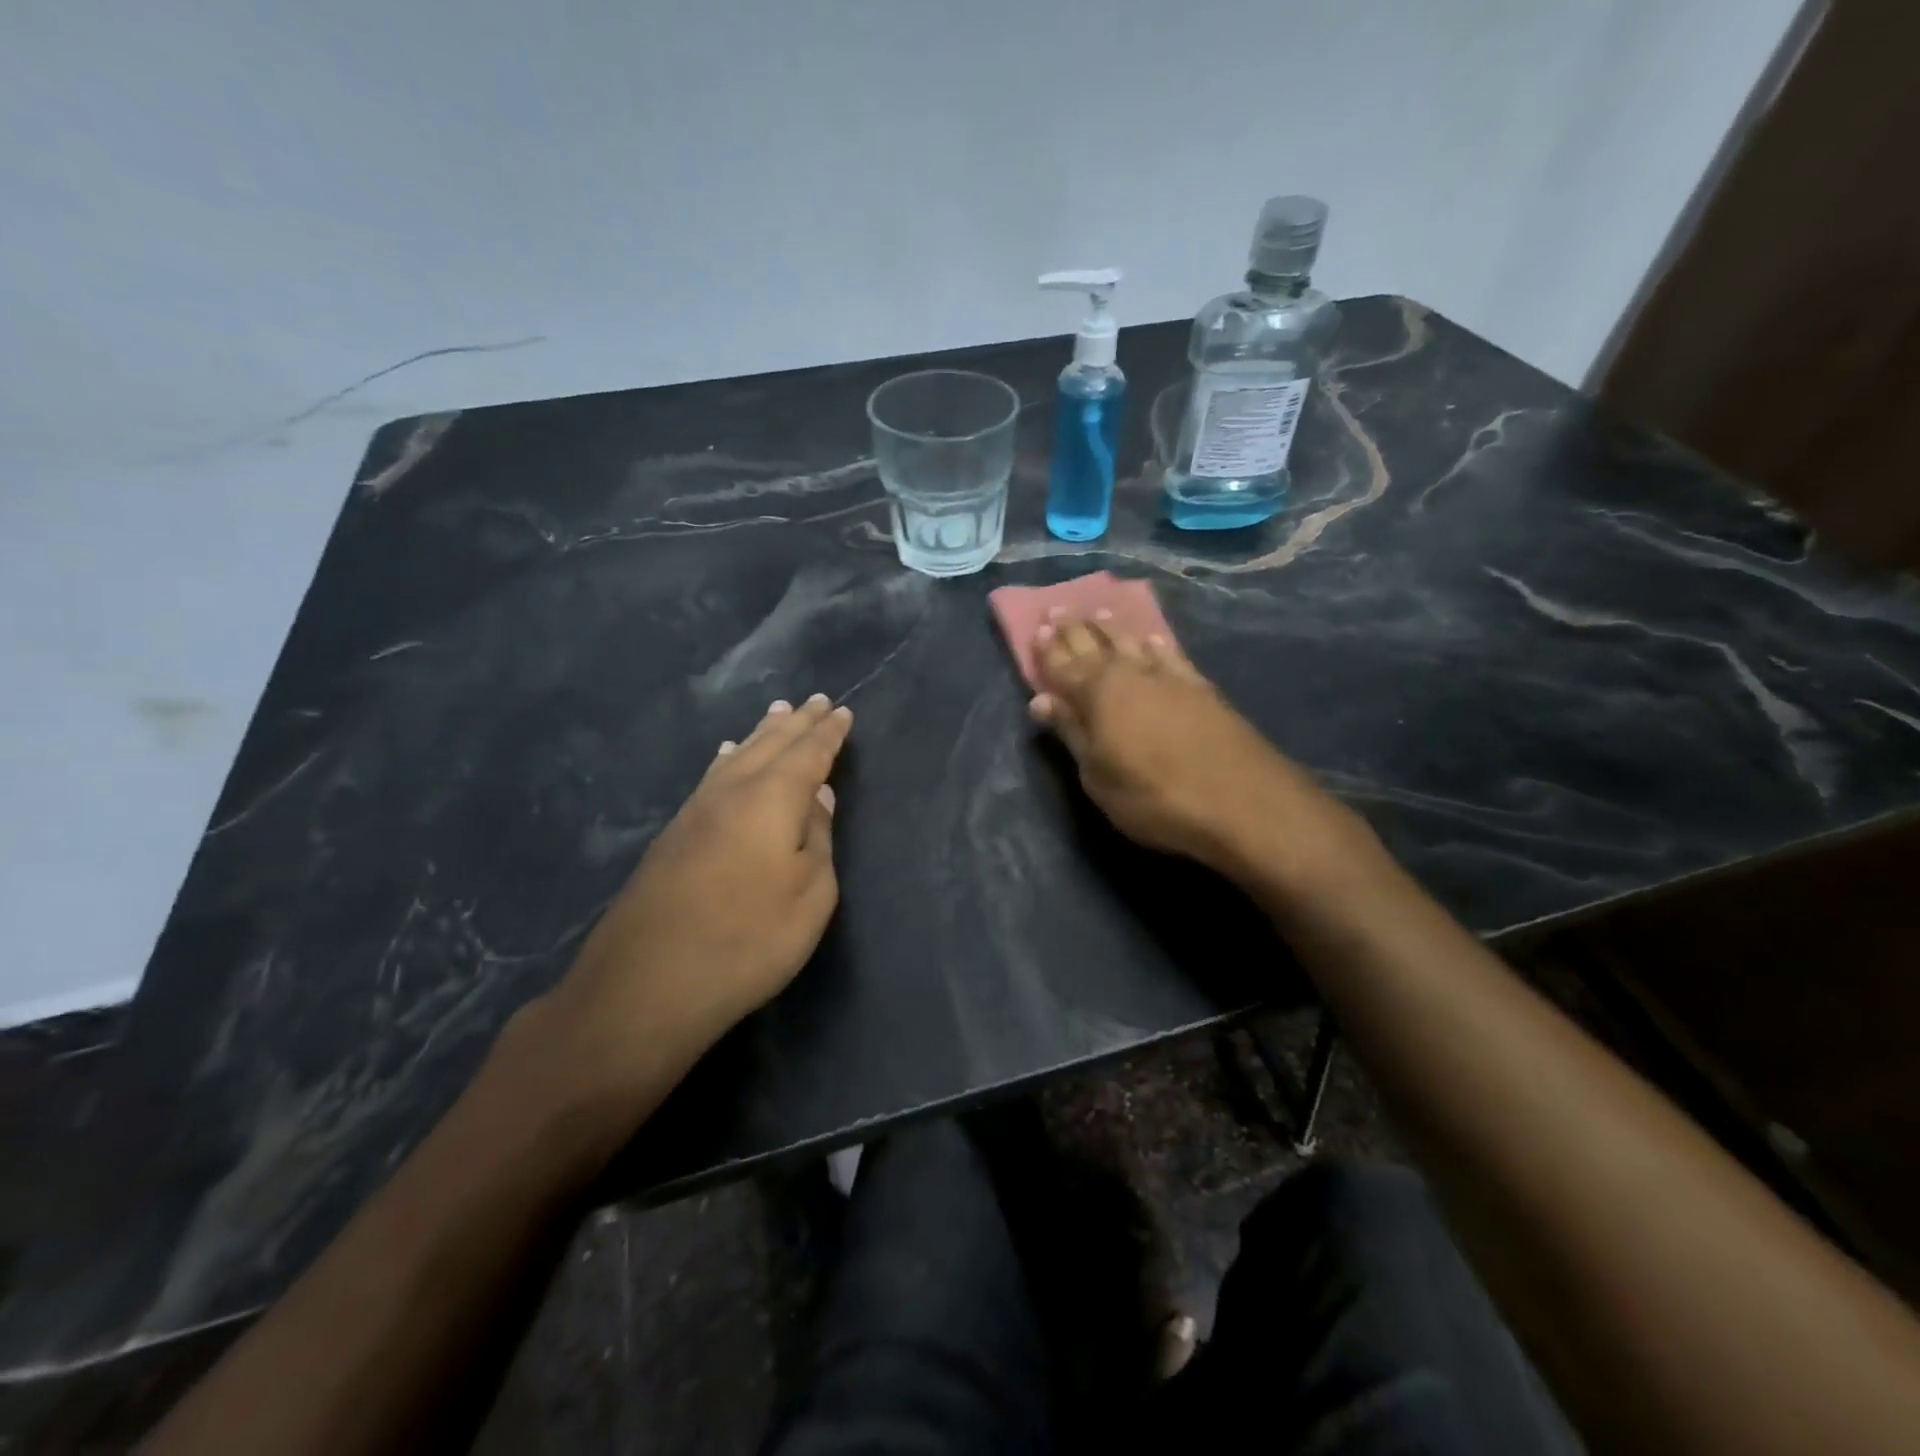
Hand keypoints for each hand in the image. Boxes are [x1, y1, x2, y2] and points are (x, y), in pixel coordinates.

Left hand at [525, 694, 852, 1118]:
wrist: (646, 985)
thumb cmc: (747, 941)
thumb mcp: (810, 897)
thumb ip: (818, 839)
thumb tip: (817, 796)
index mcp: (771, 799)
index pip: (808, 754)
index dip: (828, 733)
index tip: (842, 711)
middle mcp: (731, 792)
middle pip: (770, 745)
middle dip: (796, 723)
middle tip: (815, 700)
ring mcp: (696, 811)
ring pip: (737, 757)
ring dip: (761, 734)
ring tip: (777, 713)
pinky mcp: (673, 835)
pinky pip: (712, 777)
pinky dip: (727, 759)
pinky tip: (724, 757)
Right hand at [1029, 612, 1370, 890]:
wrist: (1241, 801)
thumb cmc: (1154, 797)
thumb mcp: (1098, 776)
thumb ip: (1071, 734)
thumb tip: (1041, 701)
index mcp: (1097, 694)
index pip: (1063, 665)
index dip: (1048, 650)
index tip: (1037, 630)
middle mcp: (1130, 674)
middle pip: (1095, 645)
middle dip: (1074, 629)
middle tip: (1059, 609)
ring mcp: (1169, 677)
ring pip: (1132, 642)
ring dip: (1113, 628)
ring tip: (1099, 613)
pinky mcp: (1201, 687)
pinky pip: (1171, 654)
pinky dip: (1157, 643)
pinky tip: (1153, 638)